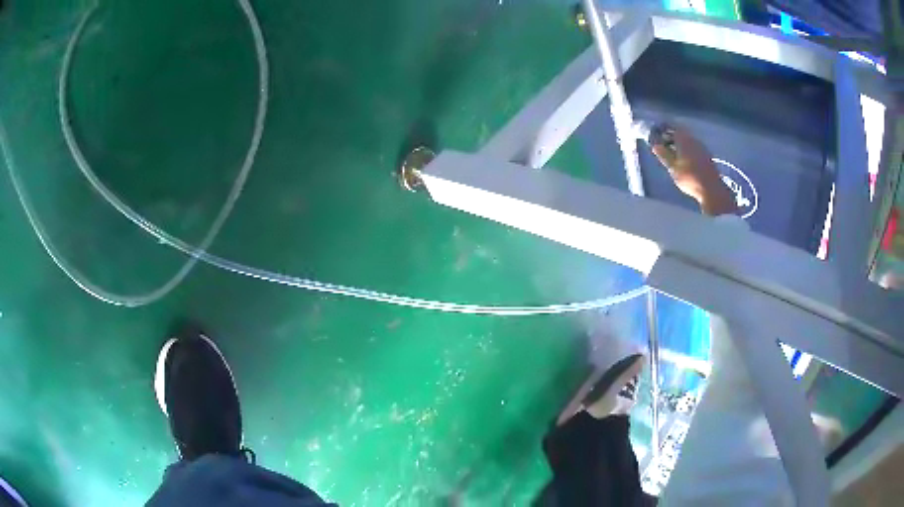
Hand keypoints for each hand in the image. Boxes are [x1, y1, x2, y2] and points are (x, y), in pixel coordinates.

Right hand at [651, 127, 737, 215]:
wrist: (711, 189)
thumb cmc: (689, 177)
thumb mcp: (673, 167)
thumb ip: (664, 155)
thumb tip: (655, 145)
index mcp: (684, 139)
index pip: (671, 126)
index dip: (662, 128)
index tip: (655, 132)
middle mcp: (693, 139)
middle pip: (680, 132)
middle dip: (670, 136)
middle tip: (662, 143)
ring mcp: (701, 147)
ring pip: (687, 140)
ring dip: (679, 143)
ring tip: (672, 152)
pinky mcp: (706, 156)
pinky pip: (693, 147)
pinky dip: (686, 149)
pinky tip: (683, 159)